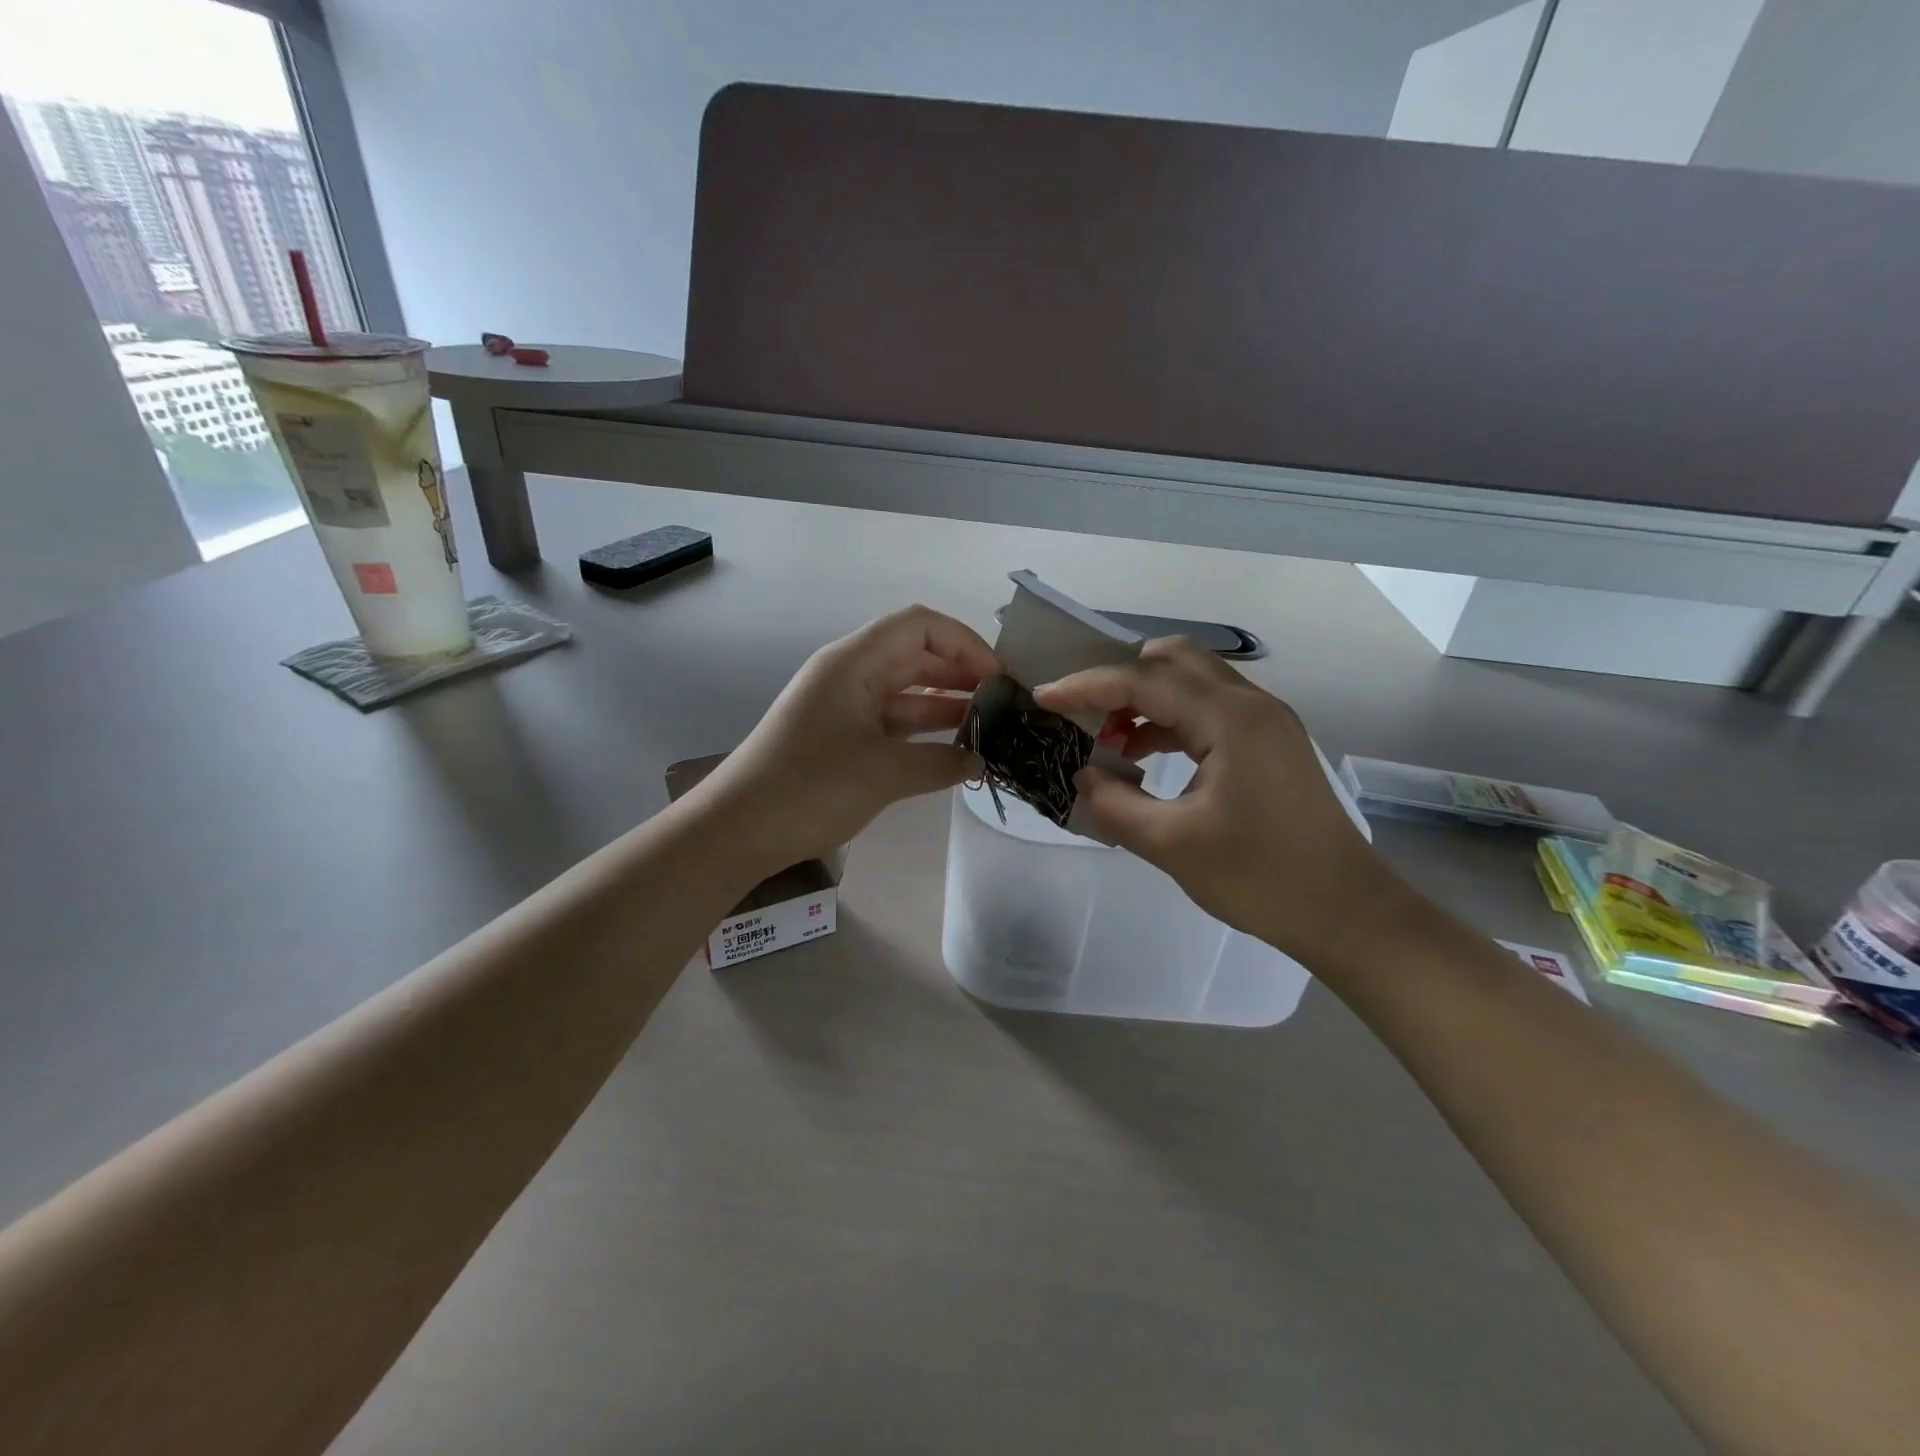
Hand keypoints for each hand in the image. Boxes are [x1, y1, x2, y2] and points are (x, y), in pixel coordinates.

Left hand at [692, 606, 996, 871]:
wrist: (739, 830)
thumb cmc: (809, 788)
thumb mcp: (883, 773)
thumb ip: (940, 762)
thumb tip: (980, 762)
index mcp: (853, 662)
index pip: (919, 626)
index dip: (964, 642)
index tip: (999, 676)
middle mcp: (849, 675)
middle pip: (916, 656)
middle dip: (962, 673)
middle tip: (1004, 704)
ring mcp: (844, 707)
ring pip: (906, 692)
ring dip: (946, 704)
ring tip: (990, 726)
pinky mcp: (842, 738)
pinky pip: (892, 722)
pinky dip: (923, 732)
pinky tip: (955, 750)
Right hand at [1034, 638, 1405, 966]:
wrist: (1345, 912)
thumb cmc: (1260, 878)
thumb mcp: (1173, 845)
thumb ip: (1115, 805)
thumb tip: (1082, 778)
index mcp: (1231, 719)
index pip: (1145, 680)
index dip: (1087, 686)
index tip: (1044, 698)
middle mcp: (1252, 705)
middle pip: (1174, 660)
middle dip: (1120, 678)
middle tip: (1082, 711)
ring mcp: (1266, 722)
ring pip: (1194, 681)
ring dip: (1146, 698)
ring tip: (1107, 738)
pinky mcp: (1270, 744)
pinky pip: (1210, 709)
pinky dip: (1171, 719)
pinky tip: (1146, 755)